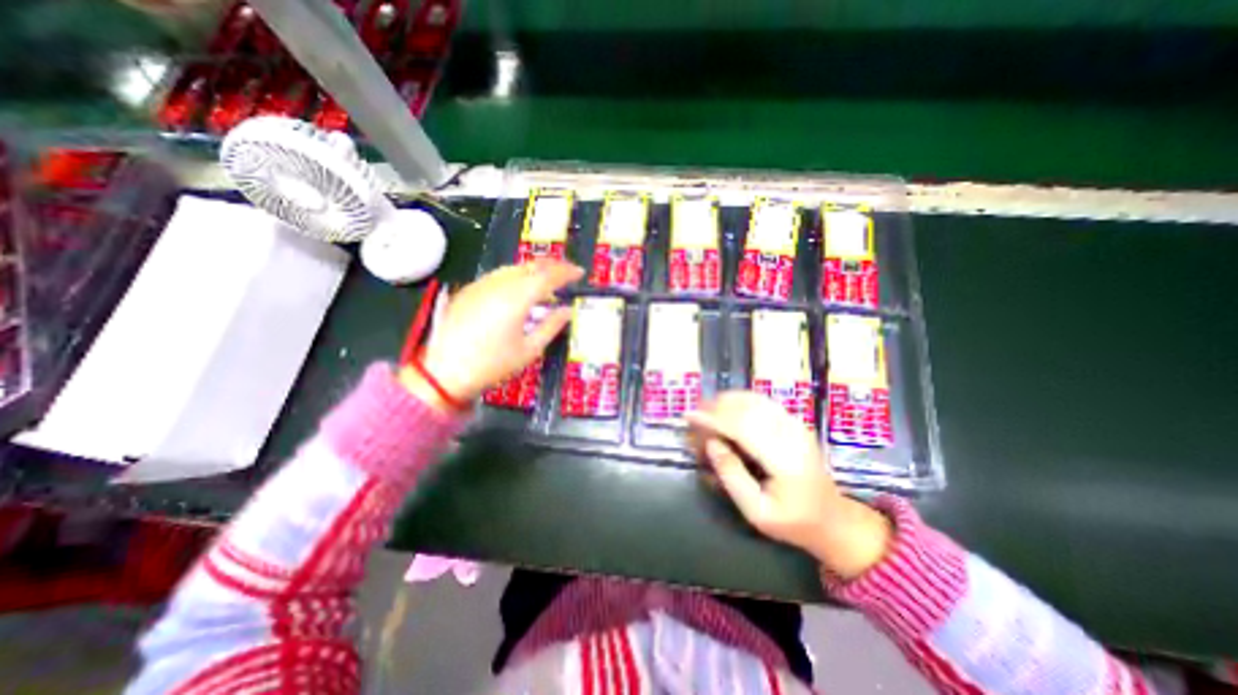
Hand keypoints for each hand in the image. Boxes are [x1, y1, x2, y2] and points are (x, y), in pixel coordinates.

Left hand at [411, 260, 579, 401]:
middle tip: (567, 273)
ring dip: (533, 270)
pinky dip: (516, 277)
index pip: (548, 276)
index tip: (580, 273)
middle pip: (530, 265)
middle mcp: (499, 284)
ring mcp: (481, 285)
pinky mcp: (469, 290)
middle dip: (552, 266)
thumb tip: (568, 311)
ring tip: (546, 282)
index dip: (566, 272)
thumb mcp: (529, 350)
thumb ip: (551, 326)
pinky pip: (498, 275)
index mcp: (517, 298)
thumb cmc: (493, 364)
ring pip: (513, 268)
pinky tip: (519, 289)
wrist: (444, 372)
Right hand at [686, 390, 891, 579]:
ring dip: (727, 400)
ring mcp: (796, 425)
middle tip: (693, 412)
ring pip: (755, 400)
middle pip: (747, 408)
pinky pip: (763, 402)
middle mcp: (792, 435)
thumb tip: (711, 443)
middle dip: (716, 406)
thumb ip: (731, 476)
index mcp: (784, 460)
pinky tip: (727, 406)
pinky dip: (741, 400)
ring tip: (705, 408)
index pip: (742, 427)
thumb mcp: (756, 512)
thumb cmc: (792, 521)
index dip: (713, 418)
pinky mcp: (795, 422)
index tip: (689, 415)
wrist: (833, 518)